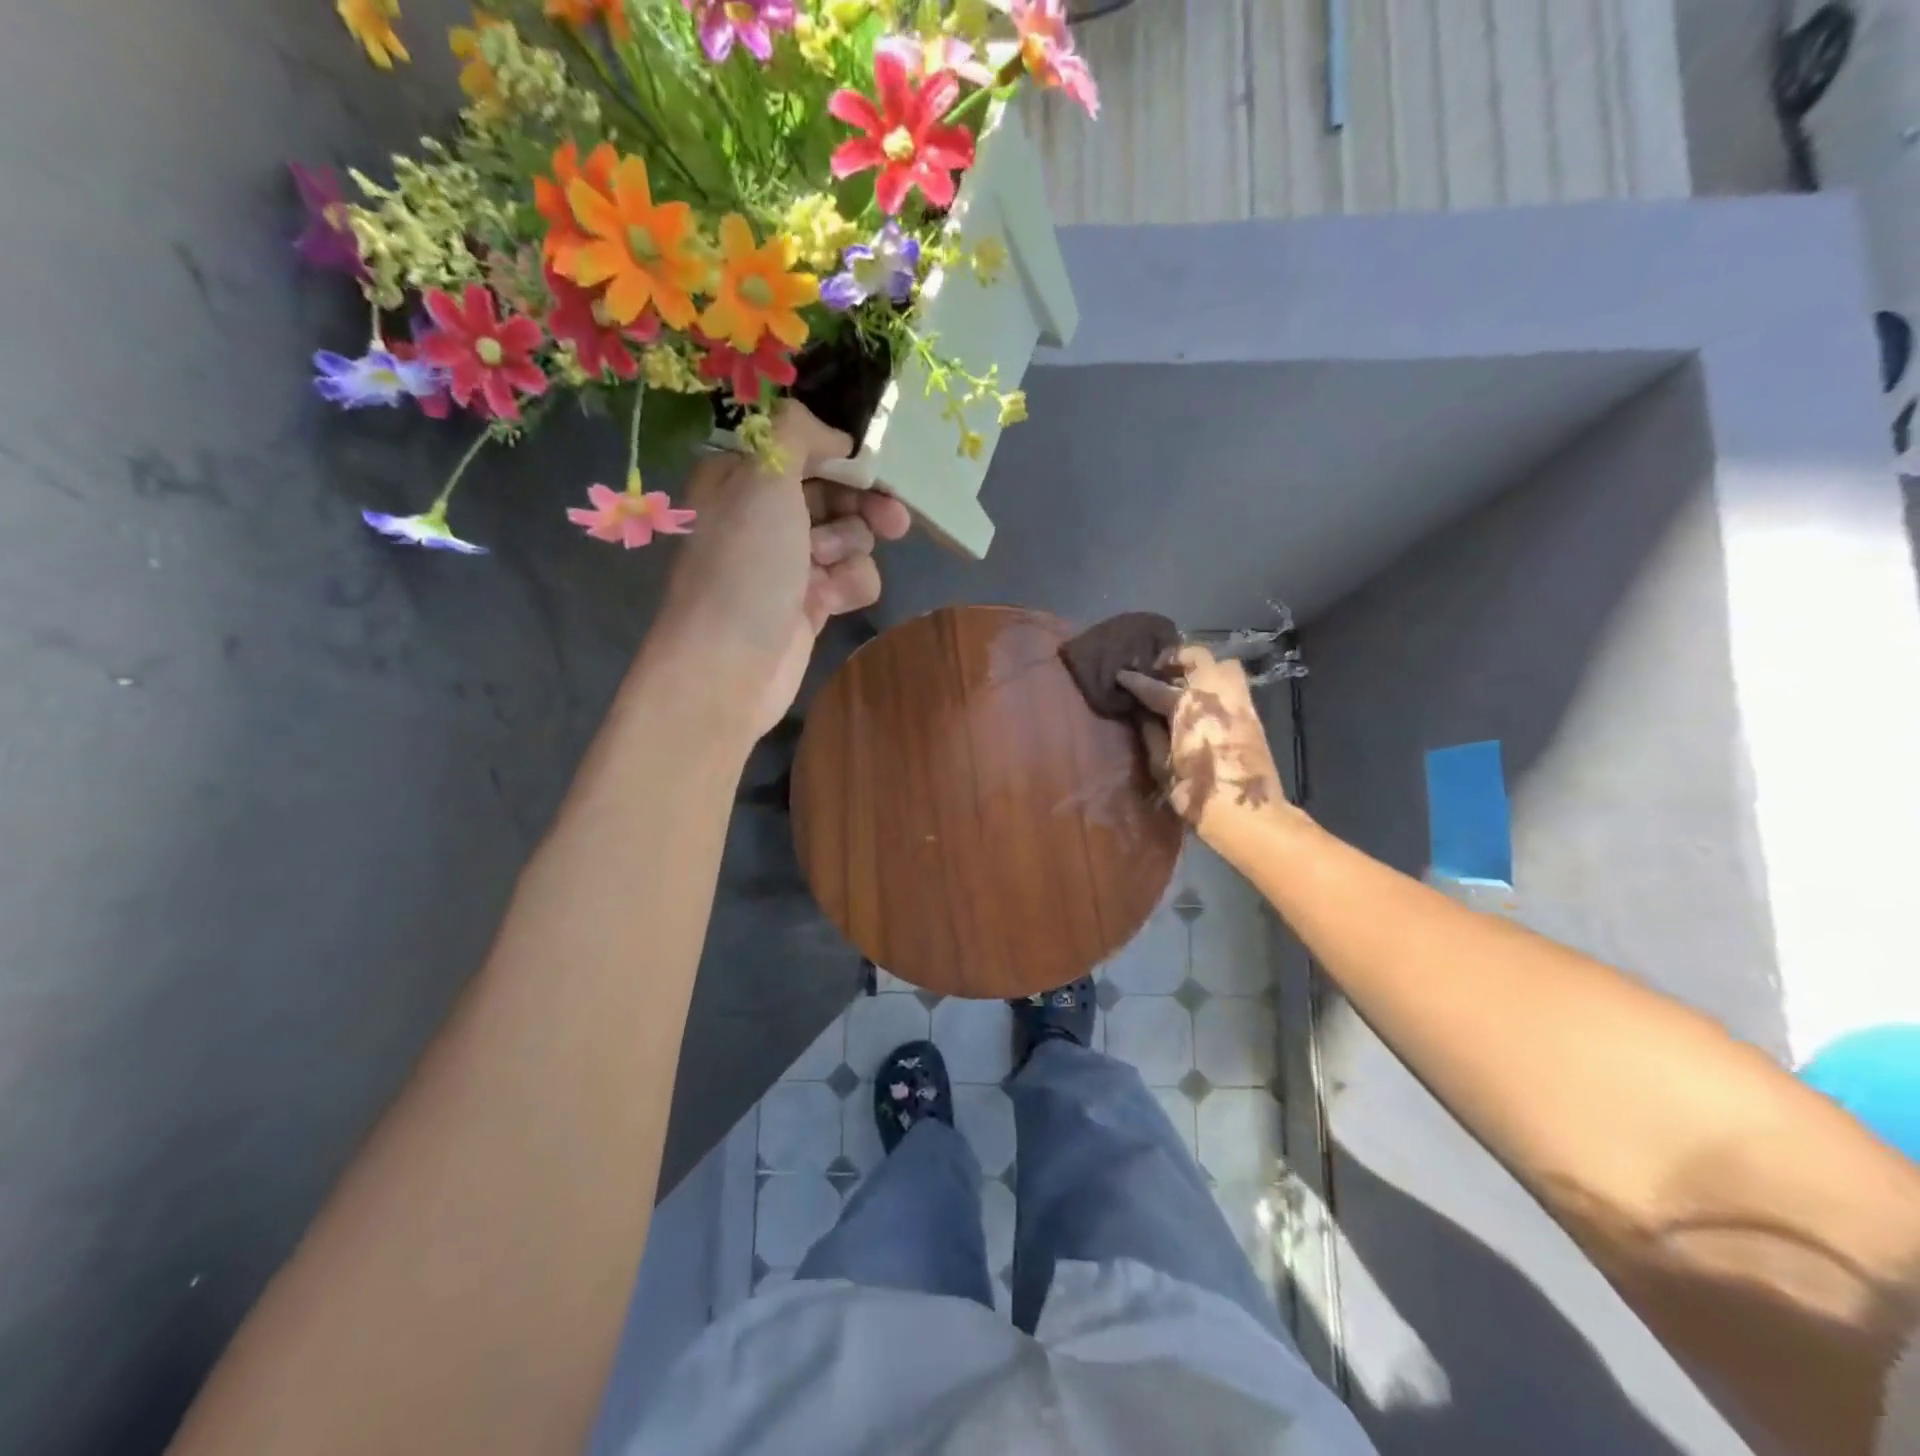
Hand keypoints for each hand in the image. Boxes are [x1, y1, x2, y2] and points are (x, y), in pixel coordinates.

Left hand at [651, 401, 911, 740]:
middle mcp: (765, 516)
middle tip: (893, 519)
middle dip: (864, 505)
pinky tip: (831, 602)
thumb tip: (834, 437)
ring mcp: (789, 562)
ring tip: (827, 568)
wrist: (729, 668)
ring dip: (851, 549)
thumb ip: (799, 435)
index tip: (872, 465)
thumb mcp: (764, 479)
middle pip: (835, 493)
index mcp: (742, 478)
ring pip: (850, 537)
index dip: (841, 456)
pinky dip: (849, 586)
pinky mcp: (811, 603)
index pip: (802, 449)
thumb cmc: (744, 566)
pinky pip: (851, 578)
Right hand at [1118, 647, 1284, 838]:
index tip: (1121, 675)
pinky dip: (1216, 685)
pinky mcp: (1252, 715)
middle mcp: (1215, 695)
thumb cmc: (1197, 793)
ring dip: (1202, 668)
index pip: (1154, 686)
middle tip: (1158, 671)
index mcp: (1188, 706)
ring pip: (1222, 665)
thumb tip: (1143, 715)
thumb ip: (1151, 734)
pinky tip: (1202, 702)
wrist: (1247, 814)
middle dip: (1175, 659)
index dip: (1135, 680)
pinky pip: (1234, 685)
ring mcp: (1238, 702)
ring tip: (1184, 682)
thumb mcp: (1162, 766)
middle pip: (1197, 657)